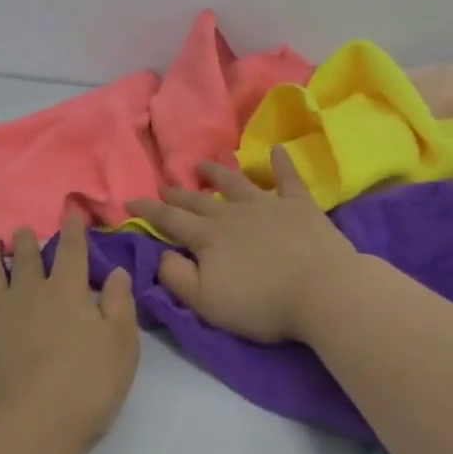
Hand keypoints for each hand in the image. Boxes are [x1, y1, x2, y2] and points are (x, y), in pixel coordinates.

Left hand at [0, 213, 140, 453]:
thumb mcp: (121, 348)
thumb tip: (116, 270)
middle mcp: (26, 291)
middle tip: (22, 231)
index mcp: (66, 291)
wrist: (24, 428)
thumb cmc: (84, 389)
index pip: (71, 251)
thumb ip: (120, 305)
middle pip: (25, 258)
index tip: (71, 214)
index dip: (73, 231)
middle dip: (26, 241)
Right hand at [126, 148, 356, 343]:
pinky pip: (288, 179)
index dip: (148, 211)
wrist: (322, 290)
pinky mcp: (300, 206)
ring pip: (235, 183)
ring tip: (203, 163)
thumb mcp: (206, 302)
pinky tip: (277, 150)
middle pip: (199, 200)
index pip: (170, 220)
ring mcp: (267, 205)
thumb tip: (163, 253)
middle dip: (179, 194)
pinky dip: (281, 164)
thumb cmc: (260, 303)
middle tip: (165, 186)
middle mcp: (232, 214)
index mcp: (207, 237)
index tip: (130, 201)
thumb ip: (177, 277)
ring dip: (217, 173)